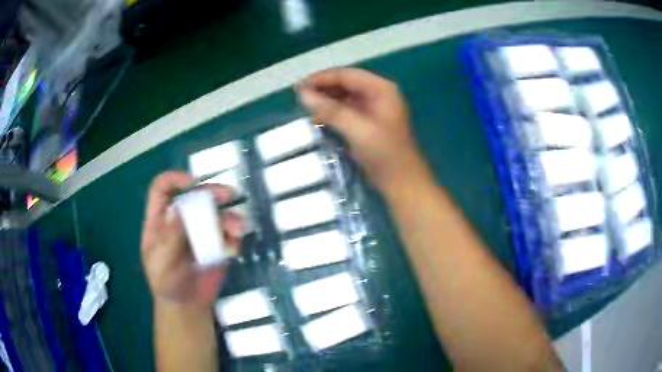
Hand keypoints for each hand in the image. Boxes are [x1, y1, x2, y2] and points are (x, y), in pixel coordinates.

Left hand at [140, 171, 243, 309]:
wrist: (187, 305)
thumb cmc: (166, 283)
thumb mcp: (161, 262)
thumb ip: (169, 238)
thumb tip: (179, 208)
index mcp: (159, 220)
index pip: (162, 189)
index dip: (174, 179)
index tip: (192, 183)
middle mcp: (180, 220)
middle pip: (194, 196)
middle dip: (211, 192)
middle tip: (228, 194)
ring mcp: (199, 231)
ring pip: (216, 213)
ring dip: (229, 216)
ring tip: (237, 228)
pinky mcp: (216, 244)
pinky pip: (228, 234)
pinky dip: (234, 237)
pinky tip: (234, 248)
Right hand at [297, 68, 428, 193]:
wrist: (401, 182)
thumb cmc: (384, 153)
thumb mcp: (357, 129)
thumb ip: (330, 110)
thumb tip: (302, 94)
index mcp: (381, 89)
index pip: (346, 75)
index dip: (322, 78)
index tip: (299, 87)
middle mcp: (377, 93)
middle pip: (344, 83)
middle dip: (322, 89)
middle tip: (299, 97)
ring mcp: (373, 107)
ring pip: (343, 97)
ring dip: (325, 101)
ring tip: (304, 107)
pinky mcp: (367, 121)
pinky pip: (345, 110)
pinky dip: (331, 112)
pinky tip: (317, 118)